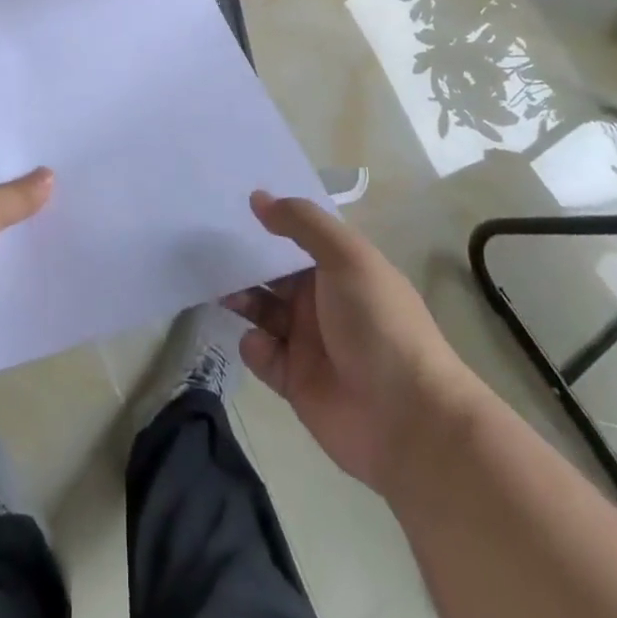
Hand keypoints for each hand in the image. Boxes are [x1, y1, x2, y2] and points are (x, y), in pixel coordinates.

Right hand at [226, 191, 479, 495]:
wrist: (408, 420)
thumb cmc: (379, 324)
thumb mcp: (346, 258)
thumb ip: (302, 223)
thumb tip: (258, 197)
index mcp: (339, 269)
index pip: (297, 238)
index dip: (269, 223)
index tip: (231, 207)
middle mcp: (322, 301)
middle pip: (273, 274)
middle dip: (245, 262)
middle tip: (207, 249)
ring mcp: (308, 342)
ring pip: (262, 311)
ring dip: (241, 299)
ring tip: (220, 291)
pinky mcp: (294, 381)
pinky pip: (262, 355)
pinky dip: (253, 346)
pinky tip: (258, 342)